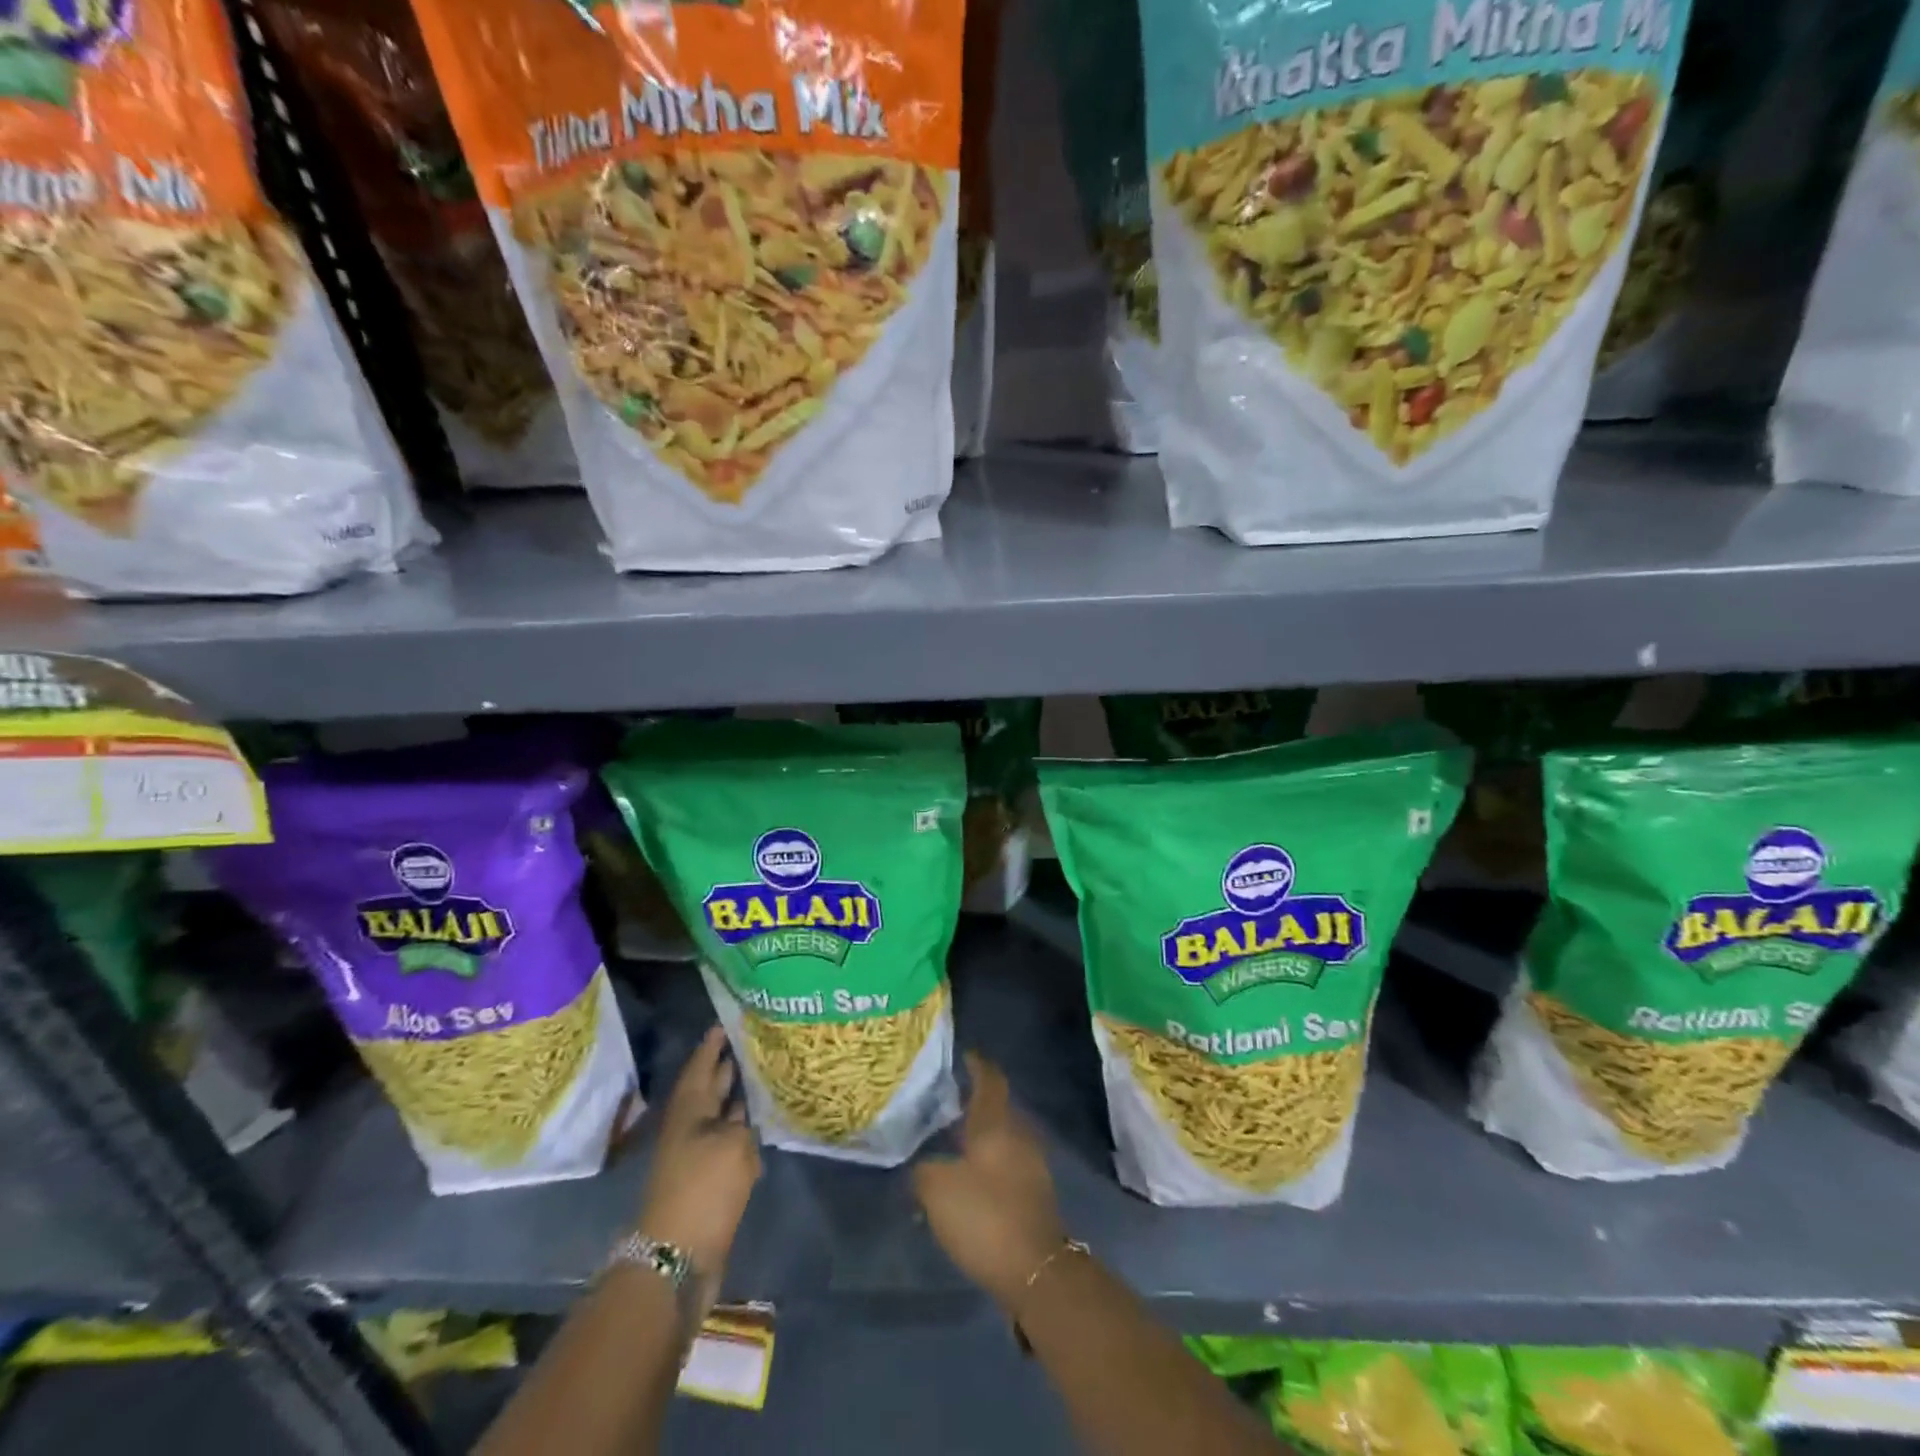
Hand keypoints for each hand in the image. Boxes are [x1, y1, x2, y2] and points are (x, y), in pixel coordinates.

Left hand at [635, 1027, 761, 1297]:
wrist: (675, 1259)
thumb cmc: (703, 1189)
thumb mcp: (734, 1145)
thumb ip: (744, 1125)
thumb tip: (744, 1121)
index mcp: (689, 1110)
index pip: (701, 1065)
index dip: (713, 1044)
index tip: (727, 1022)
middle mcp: (689, 1128)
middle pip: (708, 1090)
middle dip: (726, 1068)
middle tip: (750, 1044)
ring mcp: (695, 1157)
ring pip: (718, 1118)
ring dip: (736, 1100)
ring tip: (761, 1078)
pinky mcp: (705, 1183)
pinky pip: (726, 1145)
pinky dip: (741, 1133)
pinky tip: (760, 1127)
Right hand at [912, 1053, 1067, 1312]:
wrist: (1035, 1269)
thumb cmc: (985, 1215)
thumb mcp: (937, 1189)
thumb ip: (923, 1169)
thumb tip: (921, 1164)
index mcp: (996, 1122)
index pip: (989, 1078)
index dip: (976, 1064)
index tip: (962, 1054)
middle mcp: (1018, 1134)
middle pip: (997, 1106)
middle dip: (973, 1100)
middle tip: (944, 1100)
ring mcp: (1030, 1163)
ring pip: (1001, 1135)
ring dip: (979, 1133)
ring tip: (949, 1138)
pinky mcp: (1033, 1192)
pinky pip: (1006, 1161)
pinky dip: (987, 1159)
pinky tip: (966, 1175)